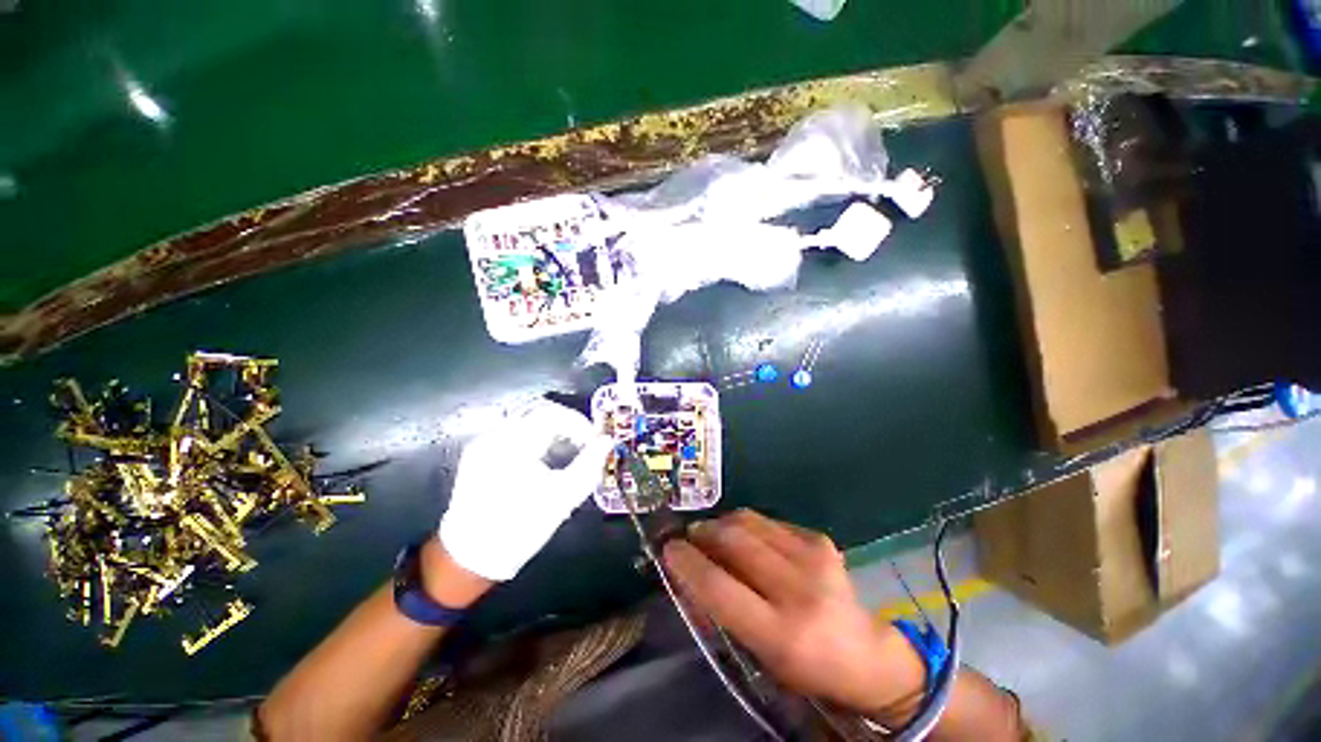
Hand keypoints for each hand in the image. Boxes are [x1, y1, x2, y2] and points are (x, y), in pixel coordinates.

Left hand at [439, 400, 613, 581]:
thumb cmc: (521, 528)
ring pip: (526, 419)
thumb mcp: (562, 498)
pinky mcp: (479, 452)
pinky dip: (535, 437)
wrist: (471, 558)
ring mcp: (483, 443)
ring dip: (552, 429)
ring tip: (566, 451)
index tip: (593, 442)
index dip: (579, 423)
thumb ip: (589, 465)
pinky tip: (542, 458)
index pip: (553, 414)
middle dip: (567, 424)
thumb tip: (607, 441)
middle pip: (540, 411)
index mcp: (514, 445)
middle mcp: (495, 436)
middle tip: (583, 443)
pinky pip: (513, 431)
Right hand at [662, 510, 926, 721]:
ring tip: (715, 535)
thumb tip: (686, 573)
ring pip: (747, 520)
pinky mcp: (819, 539)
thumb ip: (719, 612)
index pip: (719, 587)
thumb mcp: (758, 652)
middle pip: (732, 540)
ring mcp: (813, 557)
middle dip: (702, 532)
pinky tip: (749, 540)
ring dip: (722, 523)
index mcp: (782, 633)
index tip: (669, 548)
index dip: (687, 563)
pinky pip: (767, 520)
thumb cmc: (804, 664)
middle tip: (691, 537)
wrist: (865, 653)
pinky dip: (748, 526)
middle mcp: (799, 589)